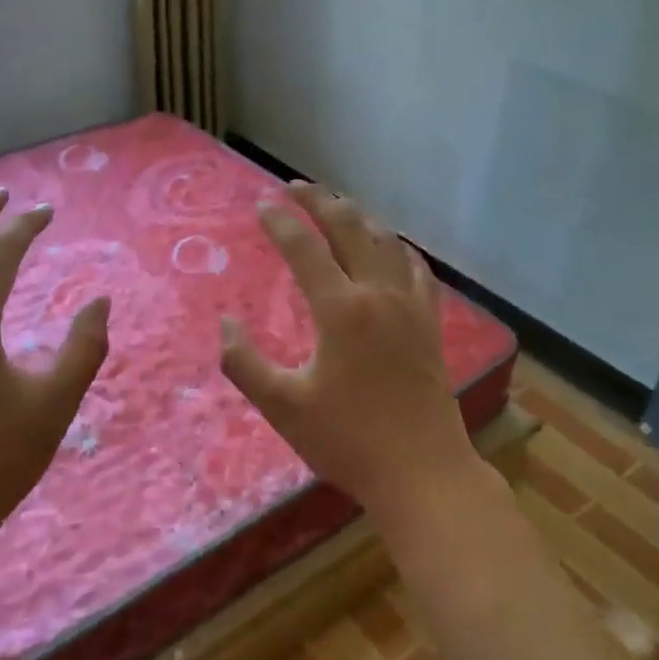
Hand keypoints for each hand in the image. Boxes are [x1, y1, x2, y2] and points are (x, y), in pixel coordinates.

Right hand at [220, 182, 481, 516]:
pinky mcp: (429, 324)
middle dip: (320, 201)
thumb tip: (228, 324)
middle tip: (295, 187)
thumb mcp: (282, 407)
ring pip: (386, 242)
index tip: (260, 206)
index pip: (304, 248)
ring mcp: (411, 306)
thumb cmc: (347, 440)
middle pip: (350, 228)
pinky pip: (416, 269)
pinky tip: (390, 249)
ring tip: (336, 208)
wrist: (421, 471)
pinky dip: (397, 248)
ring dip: (358, 218)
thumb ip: (245, 363)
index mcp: (341, 309)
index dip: (280, 222)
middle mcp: (379, 294)